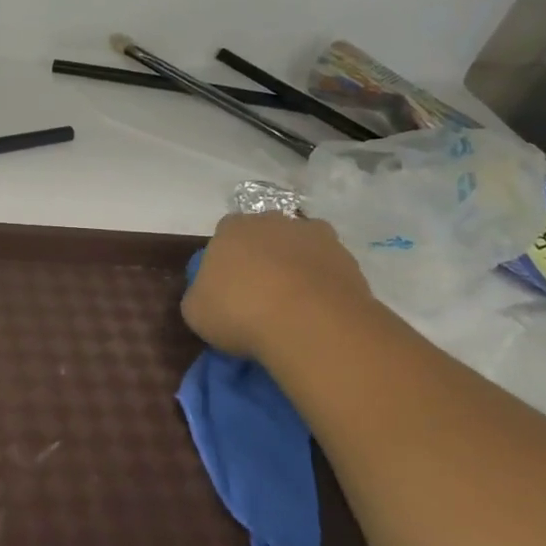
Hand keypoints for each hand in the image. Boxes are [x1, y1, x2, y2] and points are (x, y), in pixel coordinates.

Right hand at [182, 214, 373, 358]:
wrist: (310, 323)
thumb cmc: (240, 311)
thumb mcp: (195, 311)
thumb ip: (199, 295)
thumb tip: (209, 296)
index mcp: (232, 228)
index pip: (225, 234)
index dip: (226, 259)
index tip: (226, 286)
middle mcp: (274, 222)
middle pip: (266, 236)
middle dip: (263, 258)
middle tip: (259, 294)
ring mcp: (316, 237)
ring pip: (300, 249)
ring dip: (296, 269)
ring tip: (293, 306)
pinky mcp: (349, 260)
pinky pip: (329, 270)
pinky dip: (324, 286)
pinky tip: (318, 313)